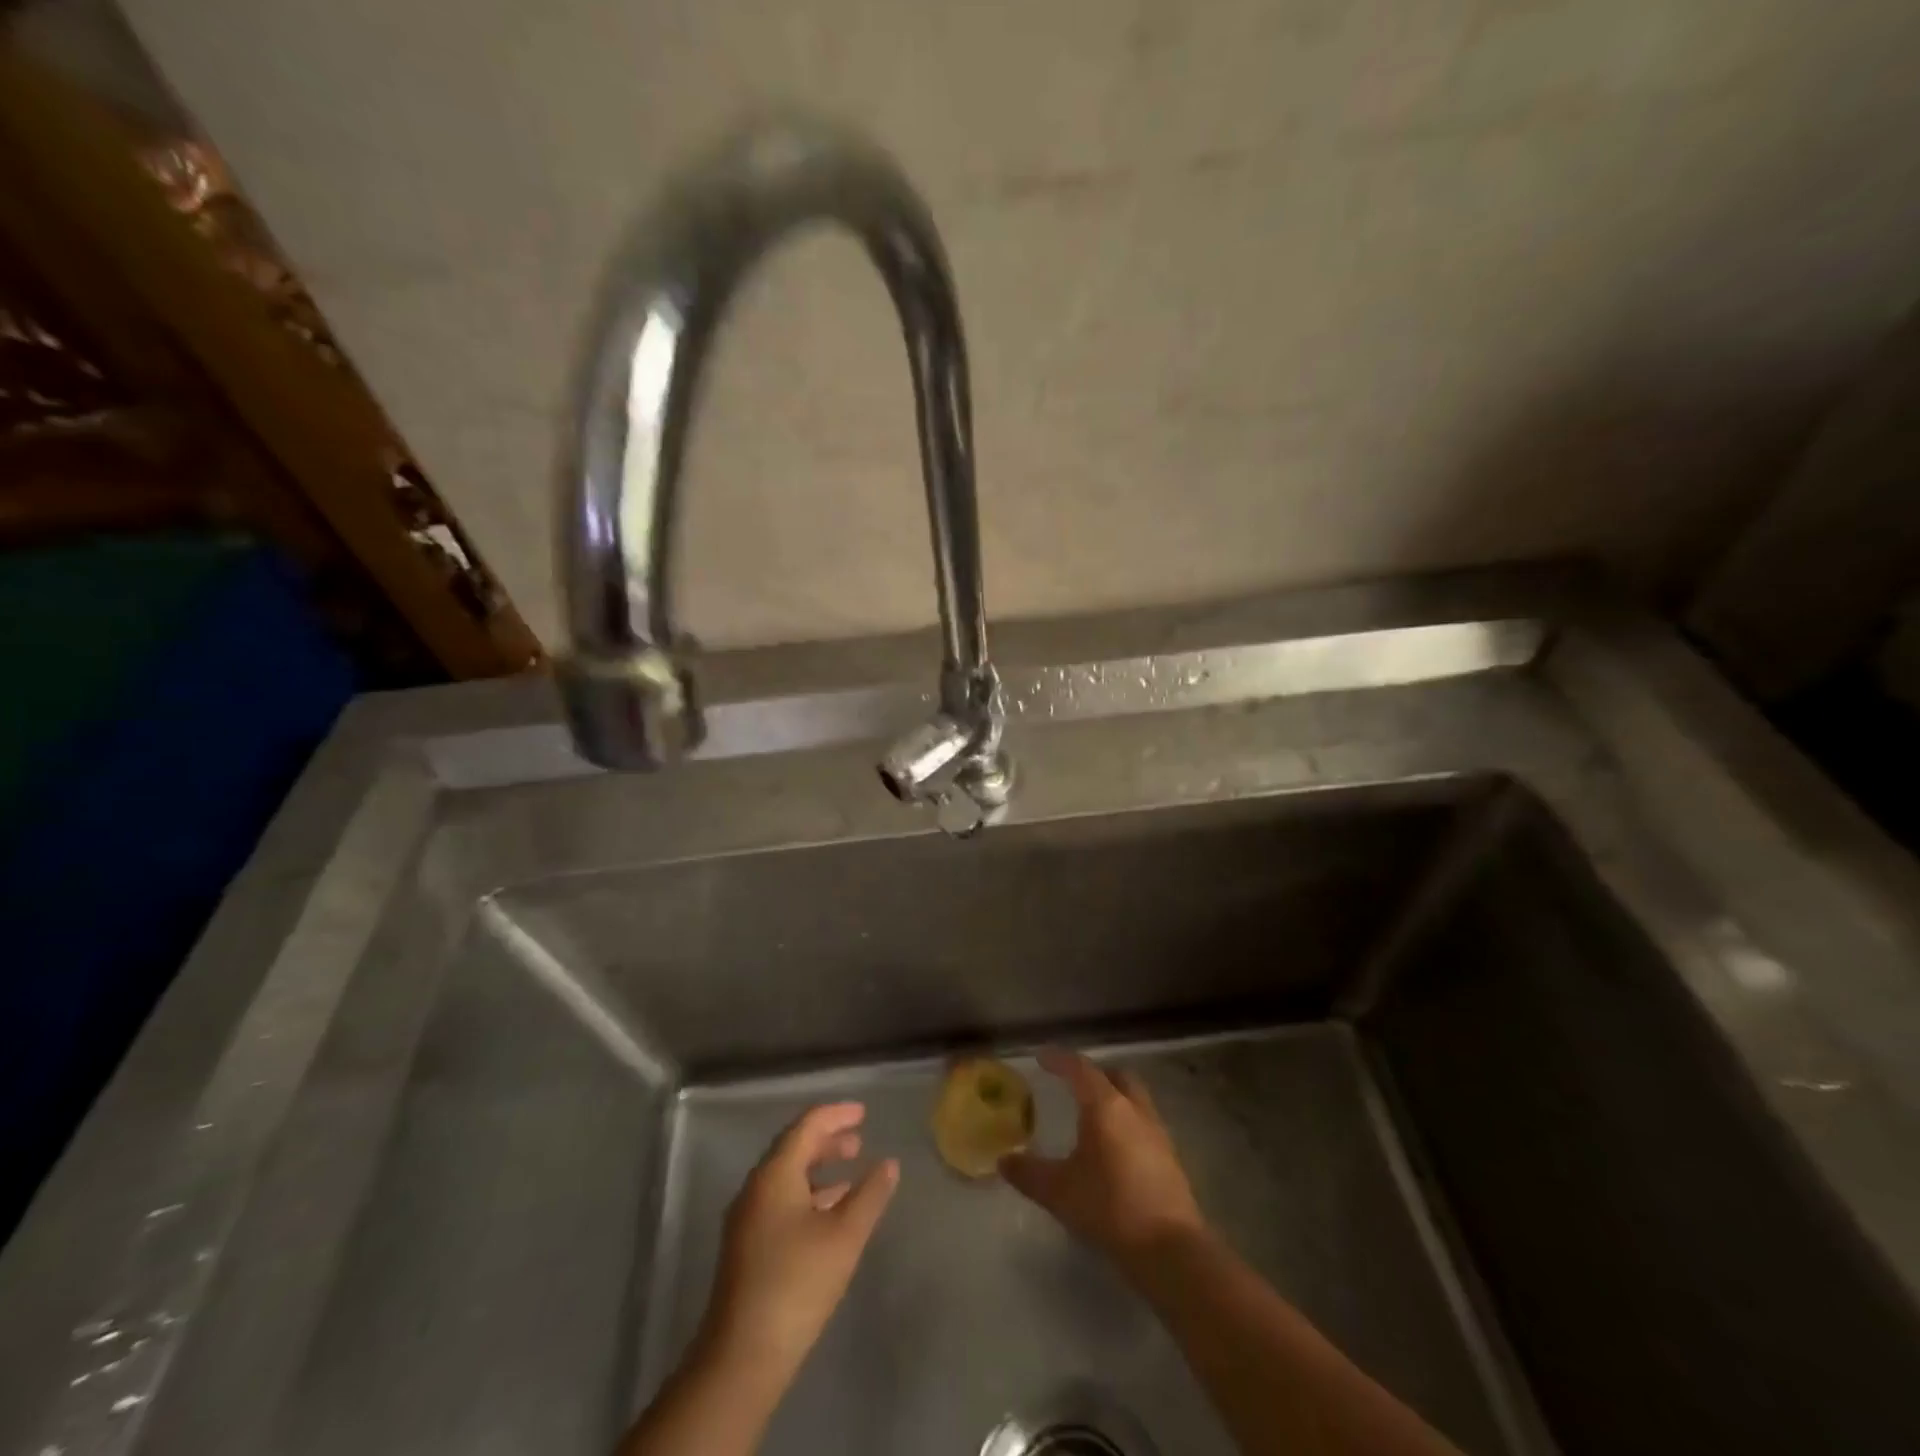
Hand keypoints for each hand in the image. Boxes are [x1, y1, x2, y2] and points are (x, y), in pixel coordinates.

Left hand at [699, 1102, 898, 1385]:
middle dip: (827, 1140)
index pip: (806, 1126)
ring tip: (851, 1172)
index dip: (836, 1115)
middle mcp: (755, 1188)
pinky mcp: (747, 1247)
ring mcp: (747, 1219)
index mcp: (774, 1175)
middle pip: (793, 1148)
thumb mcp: (844, 1236)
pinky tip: (830, 1214)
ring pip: (787, 1177)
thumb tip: (889, 1163)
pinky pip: (781, 1201)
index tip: (864, 1112)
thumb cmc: (797, 1285)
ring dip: (819, 1168)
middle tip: (859, 1140)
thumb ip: (870, 1195)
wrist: (742, 1358)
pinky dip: (808, 1194)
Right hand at [1000, 1049, 1205, 1274]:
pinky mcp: (1170, 1157)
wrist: (1170, 1250)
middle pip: (1116, 1076)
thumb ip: (1029, 1173)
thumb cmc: (1110, 1208)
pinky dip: (1126, 1123)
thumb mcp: (1060, 1192)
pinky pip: (1144, 1123)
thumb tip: (1004, 1161)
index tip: (1042, 1057)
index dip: (1060, 1059)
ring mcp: (1157, 1132)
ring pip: (1134, 1098)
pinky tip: (1113, 1149)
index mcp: (1106, 1106)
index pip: (1081, 1069)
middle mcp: (1134, 1109)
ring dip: (1114, 1097)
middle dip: (1094, 1074)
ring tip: (1091, 1116)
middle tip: (1073, 1084)